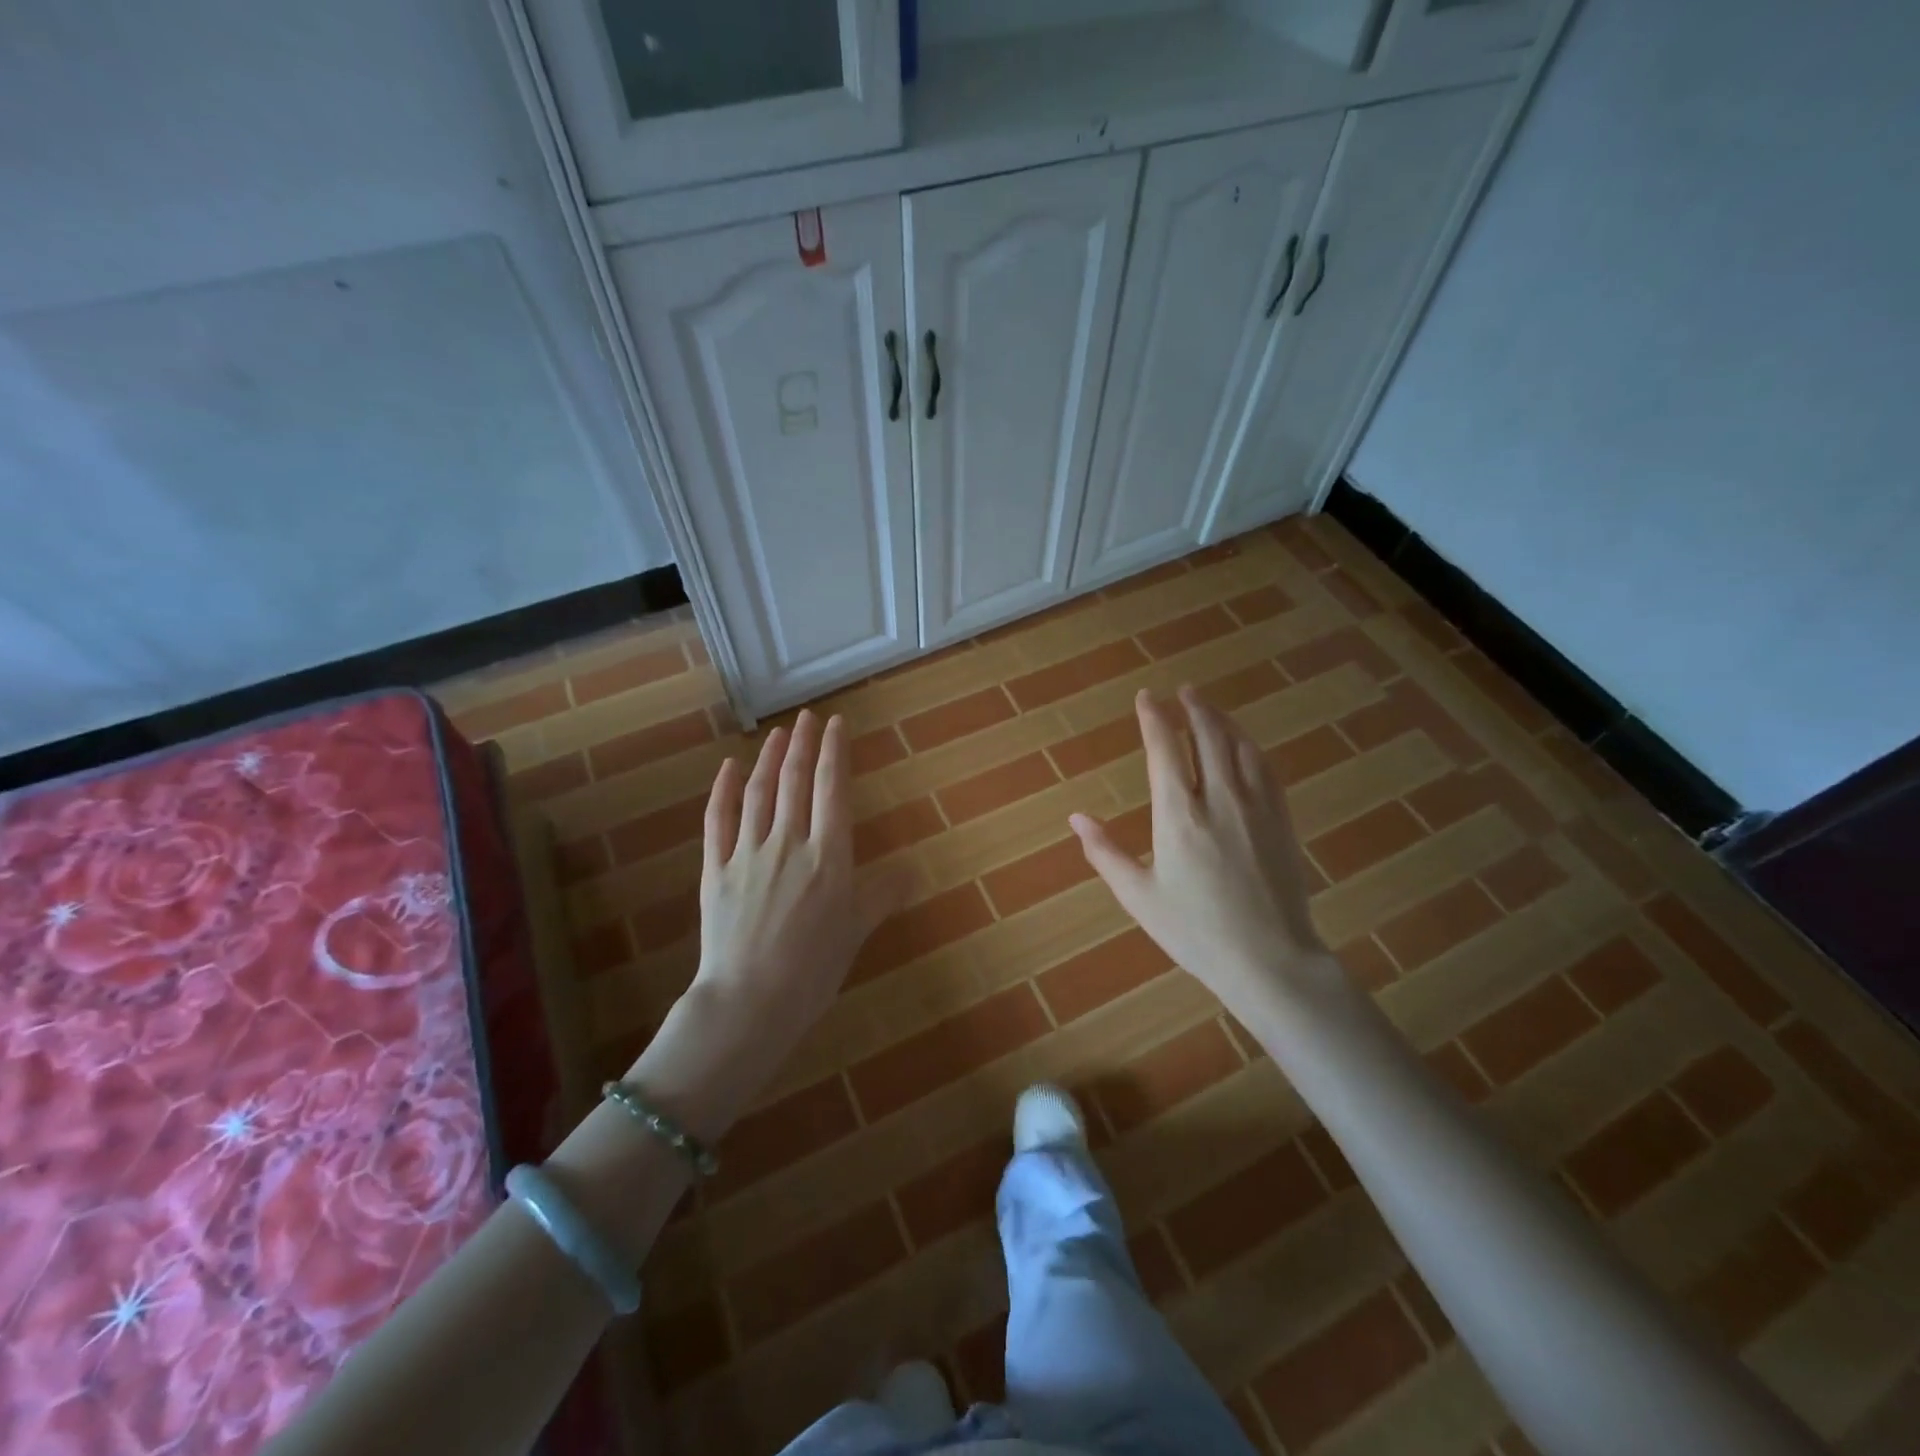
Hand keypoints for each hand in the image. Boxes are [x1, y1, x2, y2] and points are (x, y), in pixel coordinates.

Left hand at [633, 711, 908, 1136]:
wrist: (750, 1002)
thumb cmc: (813, 970)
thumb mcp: (856, 932)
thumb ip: (882, 895)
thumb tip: (914, 871)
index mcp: (828, 856)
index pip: (832, 789)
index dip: (834, 752)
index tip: (836, 724)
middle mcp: (788, 843)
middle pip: (795, 781)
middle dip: (803, 744)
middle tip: (807, 717)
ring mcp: (747, 853)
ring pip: (758, 793)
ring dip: (769, 759)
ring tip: (778, 733)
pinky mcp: (714, 869)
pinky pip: (717, 820)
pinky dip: (722, 790)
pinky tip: (728, 769)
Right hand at [1069, 687, 1334, 1026]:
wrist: (1269, 960)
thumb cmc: (1195, 931)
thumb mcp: (1138, 896)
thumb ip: (1104, 853)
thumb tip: (1076, 819)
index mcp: (1178, 815)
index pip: (1164, 749)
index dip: (1153, 717)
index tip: (1146, 697)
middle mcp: (1218, 799)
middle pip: (1208, 736)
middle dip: (1194, 708)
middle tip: (1184, 691)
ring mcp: (1256, 807)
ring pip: (1240, 747)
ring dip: (1223, 721)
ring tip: (1211, 709)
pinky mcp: (1282, 821)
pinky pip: (1266, 770)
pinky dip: (1251, 748)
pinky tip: (1246, 746)